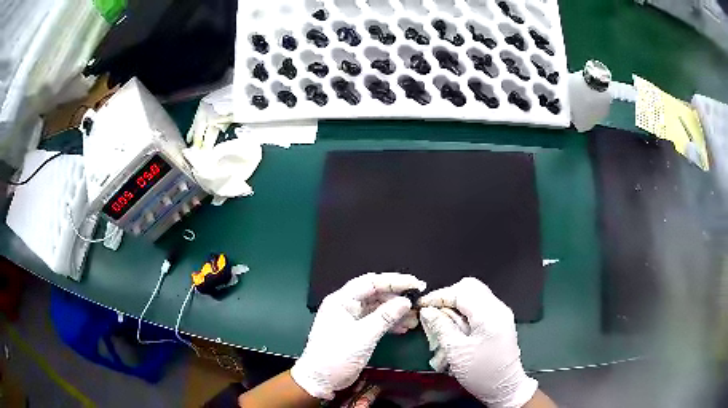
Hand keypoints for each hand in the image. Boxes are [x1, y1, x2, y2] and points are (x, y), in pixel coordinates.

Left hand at [291, 273, 425, 399]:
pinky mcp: (356, 331)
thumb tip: (406, 301)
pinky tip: (404, 328)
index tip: (415, 284)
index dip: (394, 281)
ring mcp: (351, 319)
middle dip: (397, 297)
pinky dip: (390, 323)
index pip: (370, 282)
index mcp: (341, 300)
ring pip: (377, 308)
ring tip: (416, 317)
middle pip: (375, 294)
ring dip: (396, 311)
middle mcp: (346, 305)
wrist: (320, 380)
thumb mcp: (363, 336)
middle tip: (419, 299)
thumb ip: (385, 317)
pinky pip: (376, 321)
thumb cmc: (337, 355)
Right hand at [419, 277, 537, 407]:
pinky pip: (478, 308)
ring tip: (442, 325)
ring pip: (474, 297)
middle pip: (470, 288)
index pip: (462, 291)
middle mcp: (497, 308)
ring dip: (455, 307)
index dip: (439, 296)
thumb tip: (427, 310)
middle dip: (449, 297)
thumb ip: (441, 327)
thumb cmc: (481, 372)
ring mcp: (500, 314)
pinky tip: (454, 330)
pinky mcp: (498, 322)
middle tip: (433, 313)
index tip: (422, 306)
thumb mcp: (456, 352)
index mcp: (489, 314)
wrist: (504, 388)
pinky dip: (464, 314)